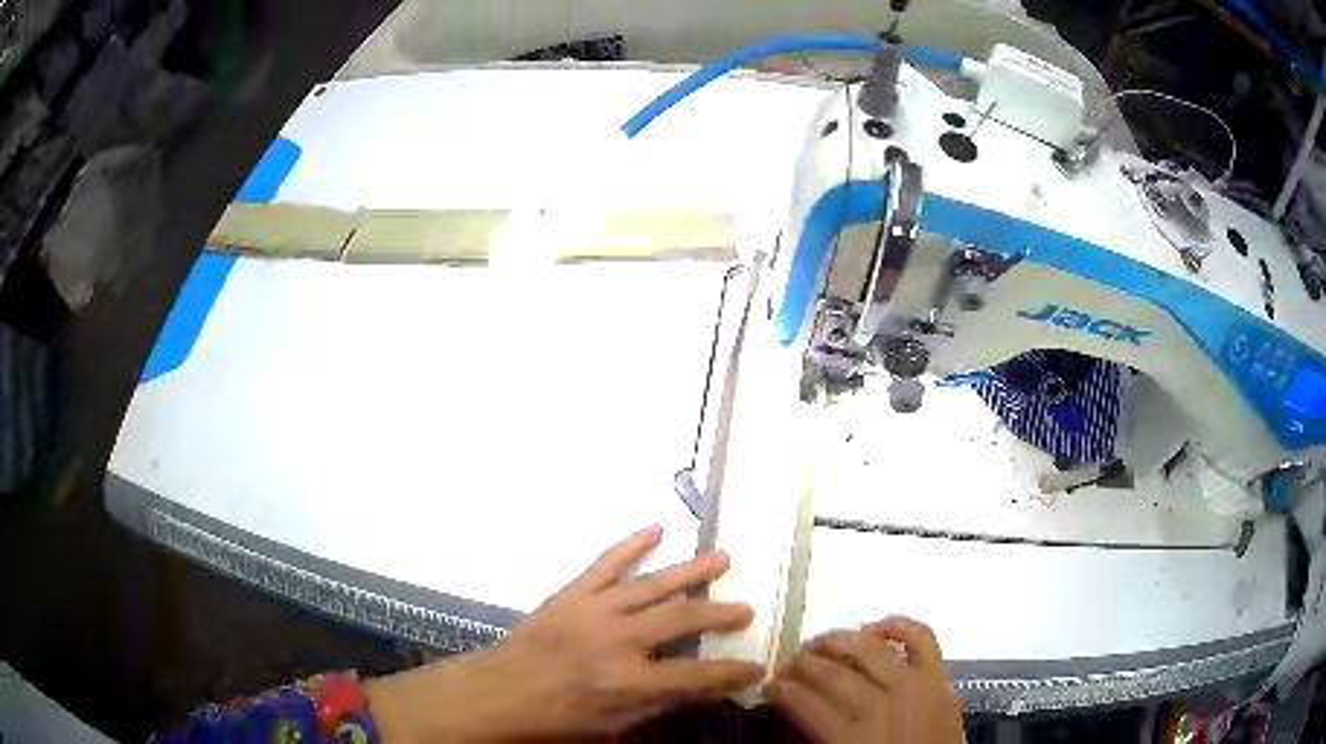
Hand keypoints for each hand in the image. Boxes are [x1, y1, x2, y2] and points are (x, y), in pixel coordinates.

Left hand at [367, 526, 762, 740]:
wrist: (497, 691)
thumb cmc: (556, 718)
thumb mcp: (613, 725)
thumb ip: (659, 702)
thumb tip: (702, 686)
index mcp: (627, 683)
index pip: (697, 675)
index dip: (732, 672)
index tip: (757, 666)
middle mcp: (616, 641)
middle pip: (681, 618)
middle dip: (720, 613)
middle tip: (746, 609)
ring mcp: (592, 611)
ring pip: (652, 584)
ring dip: (691, 570)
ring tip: (722, 558)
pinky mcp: (571, 593)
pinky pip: (606, 563)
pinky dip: (631, 544)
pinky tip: (656, 529)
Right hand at [767, 618, 962, 743]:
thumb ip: (815, 739)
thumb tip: (792, 715)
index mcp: (849, 738)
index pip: (803, 701)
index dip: (781, 689)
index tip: (771, 686)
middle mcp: (879, 706)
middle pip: (831, 674)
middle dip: (802, 665)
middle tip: (790, 664)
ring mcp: (914, 687)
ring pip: (868, 650)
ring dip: (839, 641)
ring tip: (822, 643)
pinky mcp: (939, 678)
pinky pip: (921, 639)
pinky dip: (899, 626)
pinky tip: (877, 626)